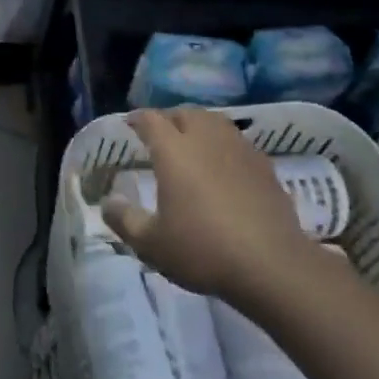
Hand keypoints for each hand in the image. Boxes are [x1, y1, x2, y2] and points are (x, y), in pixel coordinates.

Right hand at [101, 107, 305, 301]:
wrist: (271, 265)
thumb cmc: (203, 250)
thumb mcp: (152, 244)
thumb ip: (125, 220)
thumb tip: (107, 202)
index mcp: (174, 150)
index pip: (151, 120)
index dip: (138, 119)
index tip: (130, 124)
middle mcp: (205, 138)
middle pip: (185, 113)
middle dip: (170, 119)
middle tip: (161, 135)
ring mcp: (239, 149)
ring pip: (215, 122)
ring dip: (200, 126)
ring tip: (193, 143)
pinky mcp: (264, 165)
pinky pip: (238, 142)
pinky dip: (225, 146)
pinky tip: (225, 166)